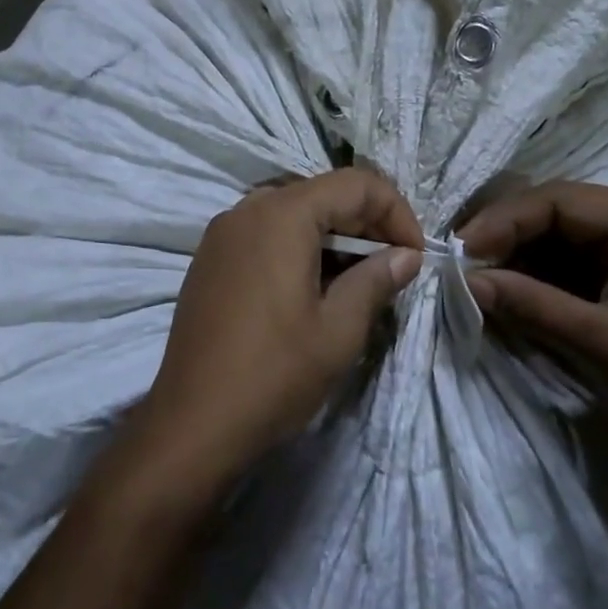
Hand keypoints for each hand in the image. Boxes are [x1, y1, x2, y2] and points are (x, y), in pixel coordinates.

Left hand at [135, 168, 423, 498]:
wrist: (192, 424)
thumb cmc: (274, 374)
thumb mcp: (339, 329)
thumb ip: (377, 279)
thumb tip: (407, 255)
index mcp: (282, 214)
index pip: (355, 184)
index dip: (395, 212)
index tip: (415, 255)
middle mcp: (248, 209)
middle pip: (322, 193)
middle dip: (366, 223)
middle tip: (393, 267)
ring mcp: (222, 233)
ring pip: (293, 213)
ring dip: (333, 236)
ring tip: (358, 280)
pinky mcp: (209, 259)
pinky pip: (265, 233)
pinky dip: (299, 247)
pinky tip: (313, 288)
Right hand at [458, 182, 607, 475]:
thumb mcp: (603, 340)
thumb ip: (532, 304)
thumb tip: (466, 283)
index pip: (558, 200)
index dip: (503, 220)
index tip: (460, 250)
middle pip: (555, 212)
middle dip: (506, 236)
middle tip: (460, 264)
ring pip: (558, 238)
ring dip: (517, 257)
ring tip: (475, 279)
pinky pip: (570, 264)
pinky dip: (537, 277)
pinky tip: (507, 291)